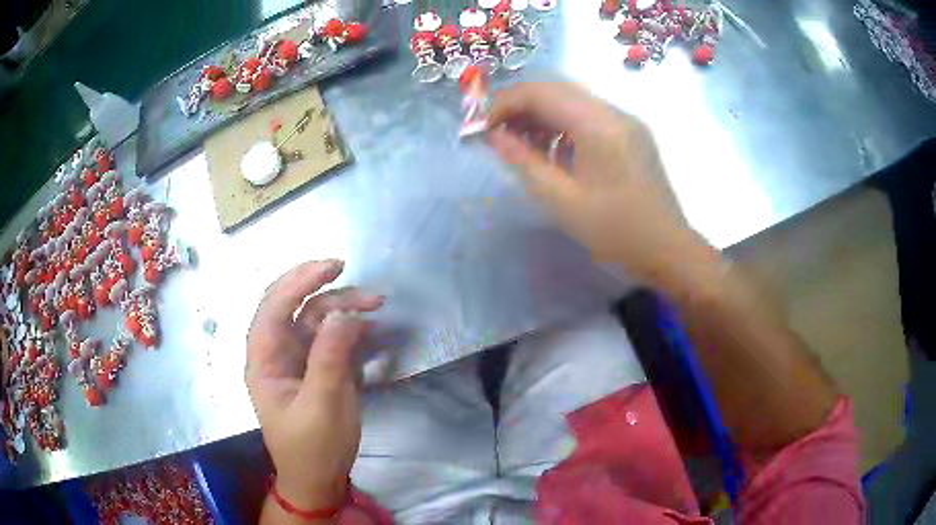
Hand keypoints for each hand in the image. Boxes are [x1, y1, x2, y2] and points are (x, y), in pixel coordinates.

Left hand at [245, 260, 383, 509]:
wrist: (319, 480)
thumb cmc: (313, 448)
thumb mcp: (322, 406)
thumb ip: (330, 358)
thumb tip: (343, 314)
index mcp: (263, 362)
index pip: (273, 309)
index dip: (298, 282)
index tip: (330, 268)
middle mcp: (276, 354)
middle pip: (290, 306)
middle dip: (316, 285)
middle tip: (345, 269)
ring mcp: (296, 360)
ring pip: (312, 319)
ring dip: (340, 306)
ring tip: (375, 302)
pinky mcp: (316, 368)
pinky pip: (329, 338)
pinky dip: (348, 328)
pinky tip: (369, 326)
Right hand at [488, 82, 700, 282]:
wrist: (668, 249)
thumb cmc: (616, 232)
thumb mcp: (562, 201)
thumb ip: (524, 162)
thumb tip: (494, 136)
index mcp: (598, 125)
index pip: (541, 92)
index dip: (505, 103)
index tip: (484, 130)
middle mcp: (613, 112)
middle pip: (556, 89)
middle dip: (520, 106)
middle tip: (499, 135)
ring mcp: (625, 121)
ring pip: (572, 100)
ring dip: (541, 114)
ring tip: (521, 145)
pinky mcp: (630, 133)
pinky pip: (588, 115)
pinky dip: (562, 125)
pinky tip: (552, 151)